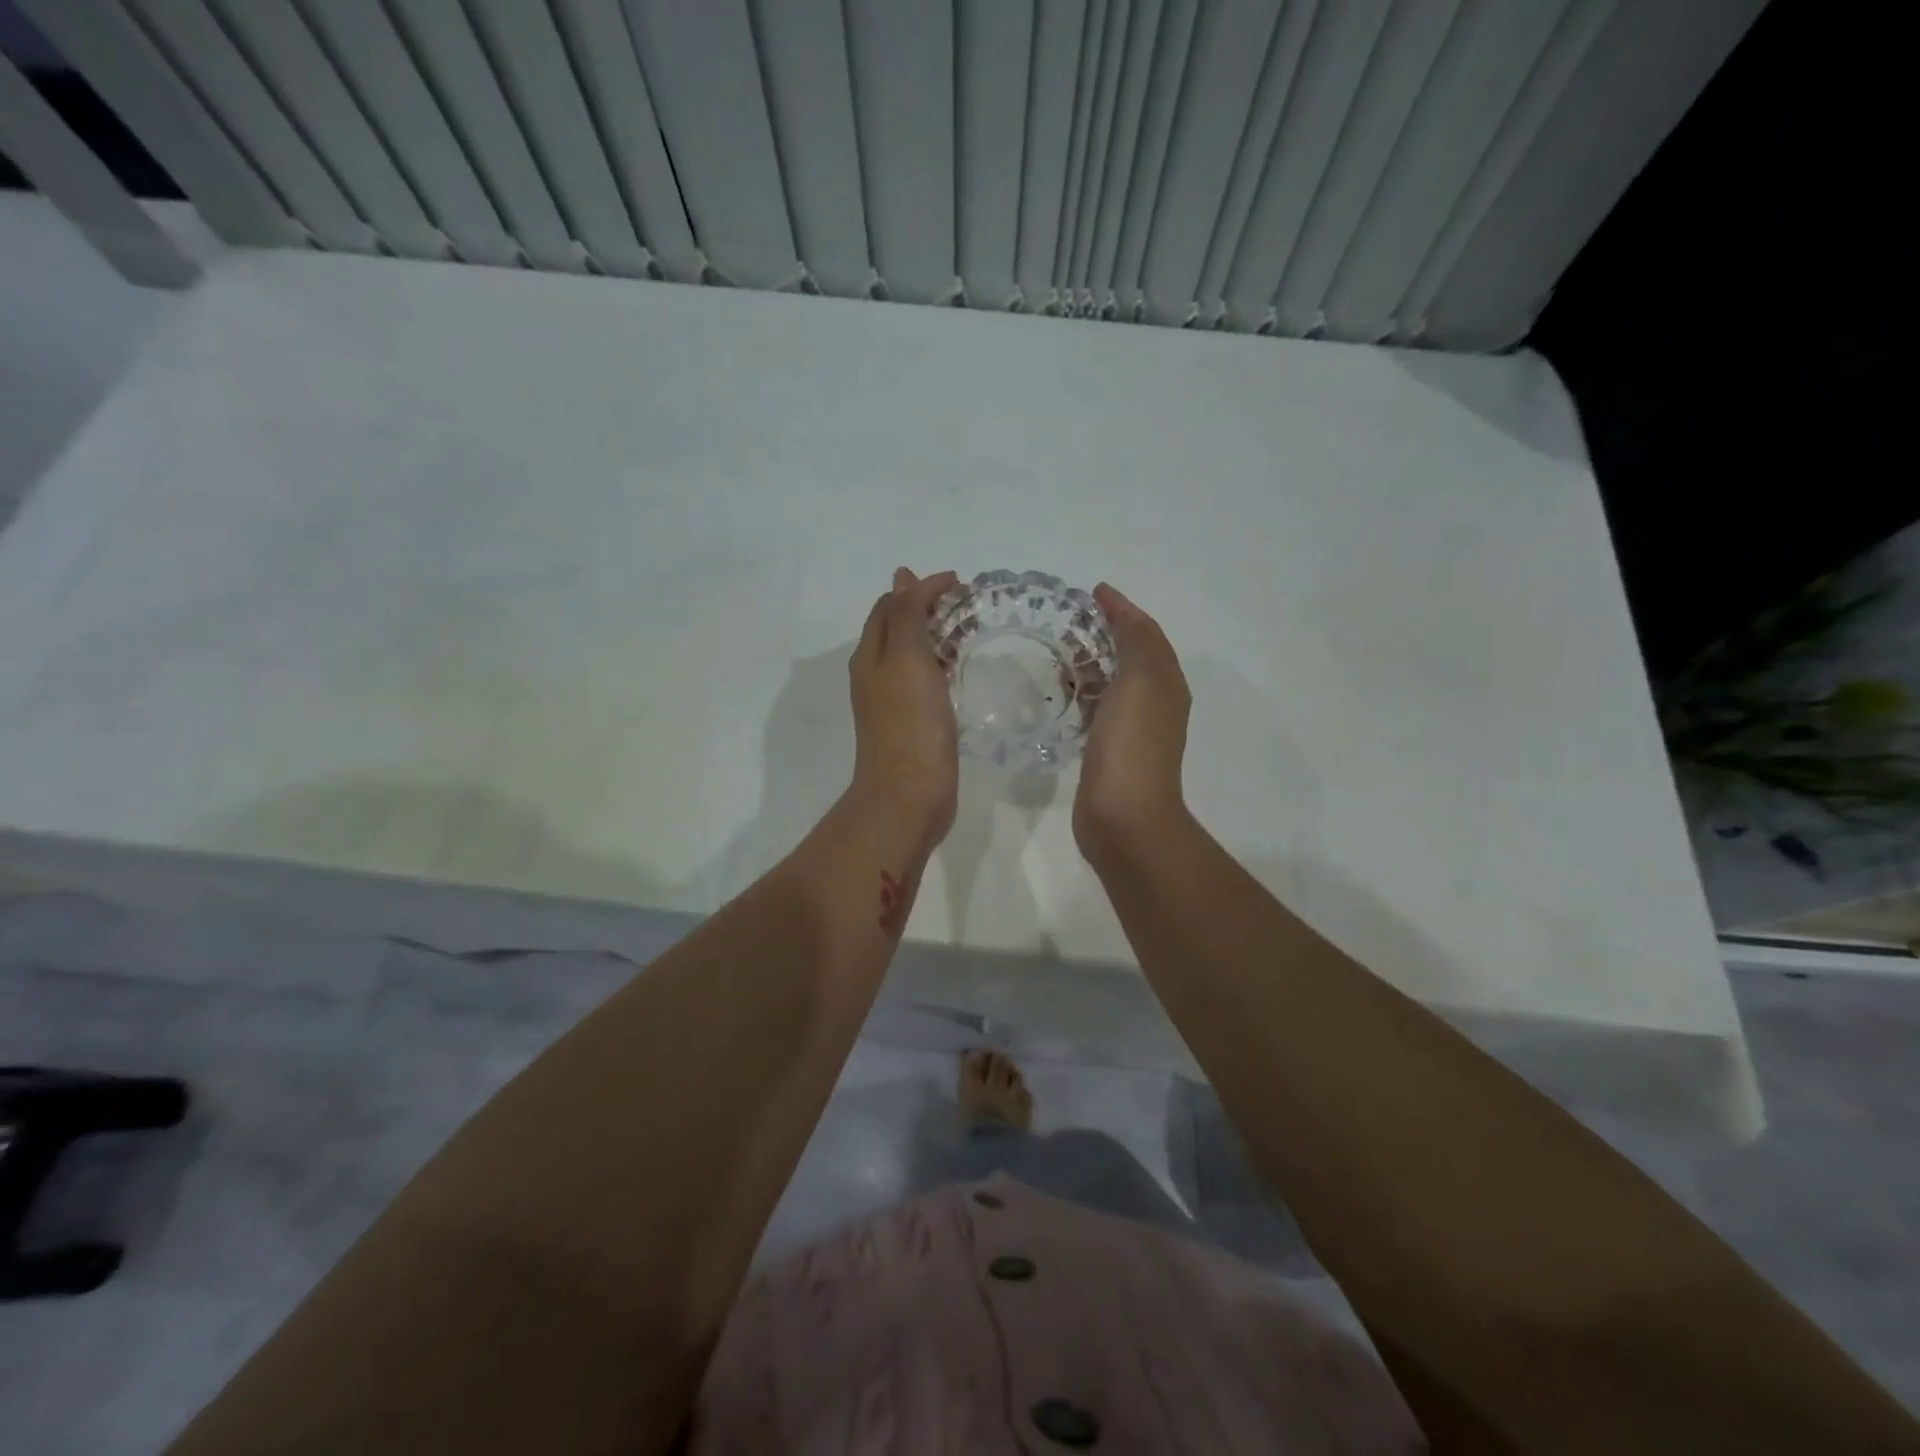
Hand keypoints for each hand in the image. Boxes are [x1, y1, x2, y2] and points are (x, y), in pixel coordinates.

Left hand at [849, 568, 961, 842]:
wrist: (909, 795)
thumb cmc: (909, 723)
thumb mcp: (906, 659)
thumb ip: (906, 616)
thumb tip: (902, 576)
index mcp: (871, 655)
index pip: (891, 606)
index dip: (920, 588)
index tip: (960, 582)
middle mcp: (876, 674)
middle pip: (898, 628)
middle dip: (928, 608)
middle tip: (968, 602)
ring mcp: (893, 701)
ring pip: (912, 654)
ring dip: (936, 635)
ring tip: (969, 629)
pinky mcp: (912, 724)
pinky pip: (925, 681)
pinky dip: (941, 664)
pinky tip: (960, 671)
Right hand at [1074, 583, 1191, 860]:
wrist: (1124, 815)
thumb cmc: (1132, 744)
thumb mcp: (1141, 681)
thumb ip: (1135, 641)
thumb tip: (1121, 610)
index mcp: (1166, 682)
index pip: (1146, 633)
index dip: (1123, 609)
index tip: (1093, 591)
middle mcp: (1155, 701)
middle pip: (1130, 655)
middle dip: (1105, 632)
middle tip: (1068, 618)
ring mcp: (1132, 728)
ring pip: (1112, 682)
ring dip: (1091, 661)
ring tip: (1056, 649)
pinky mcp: (1108, 749)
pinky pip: (1097, 708)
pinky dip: (1082, 692)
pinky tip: (1059, 692)